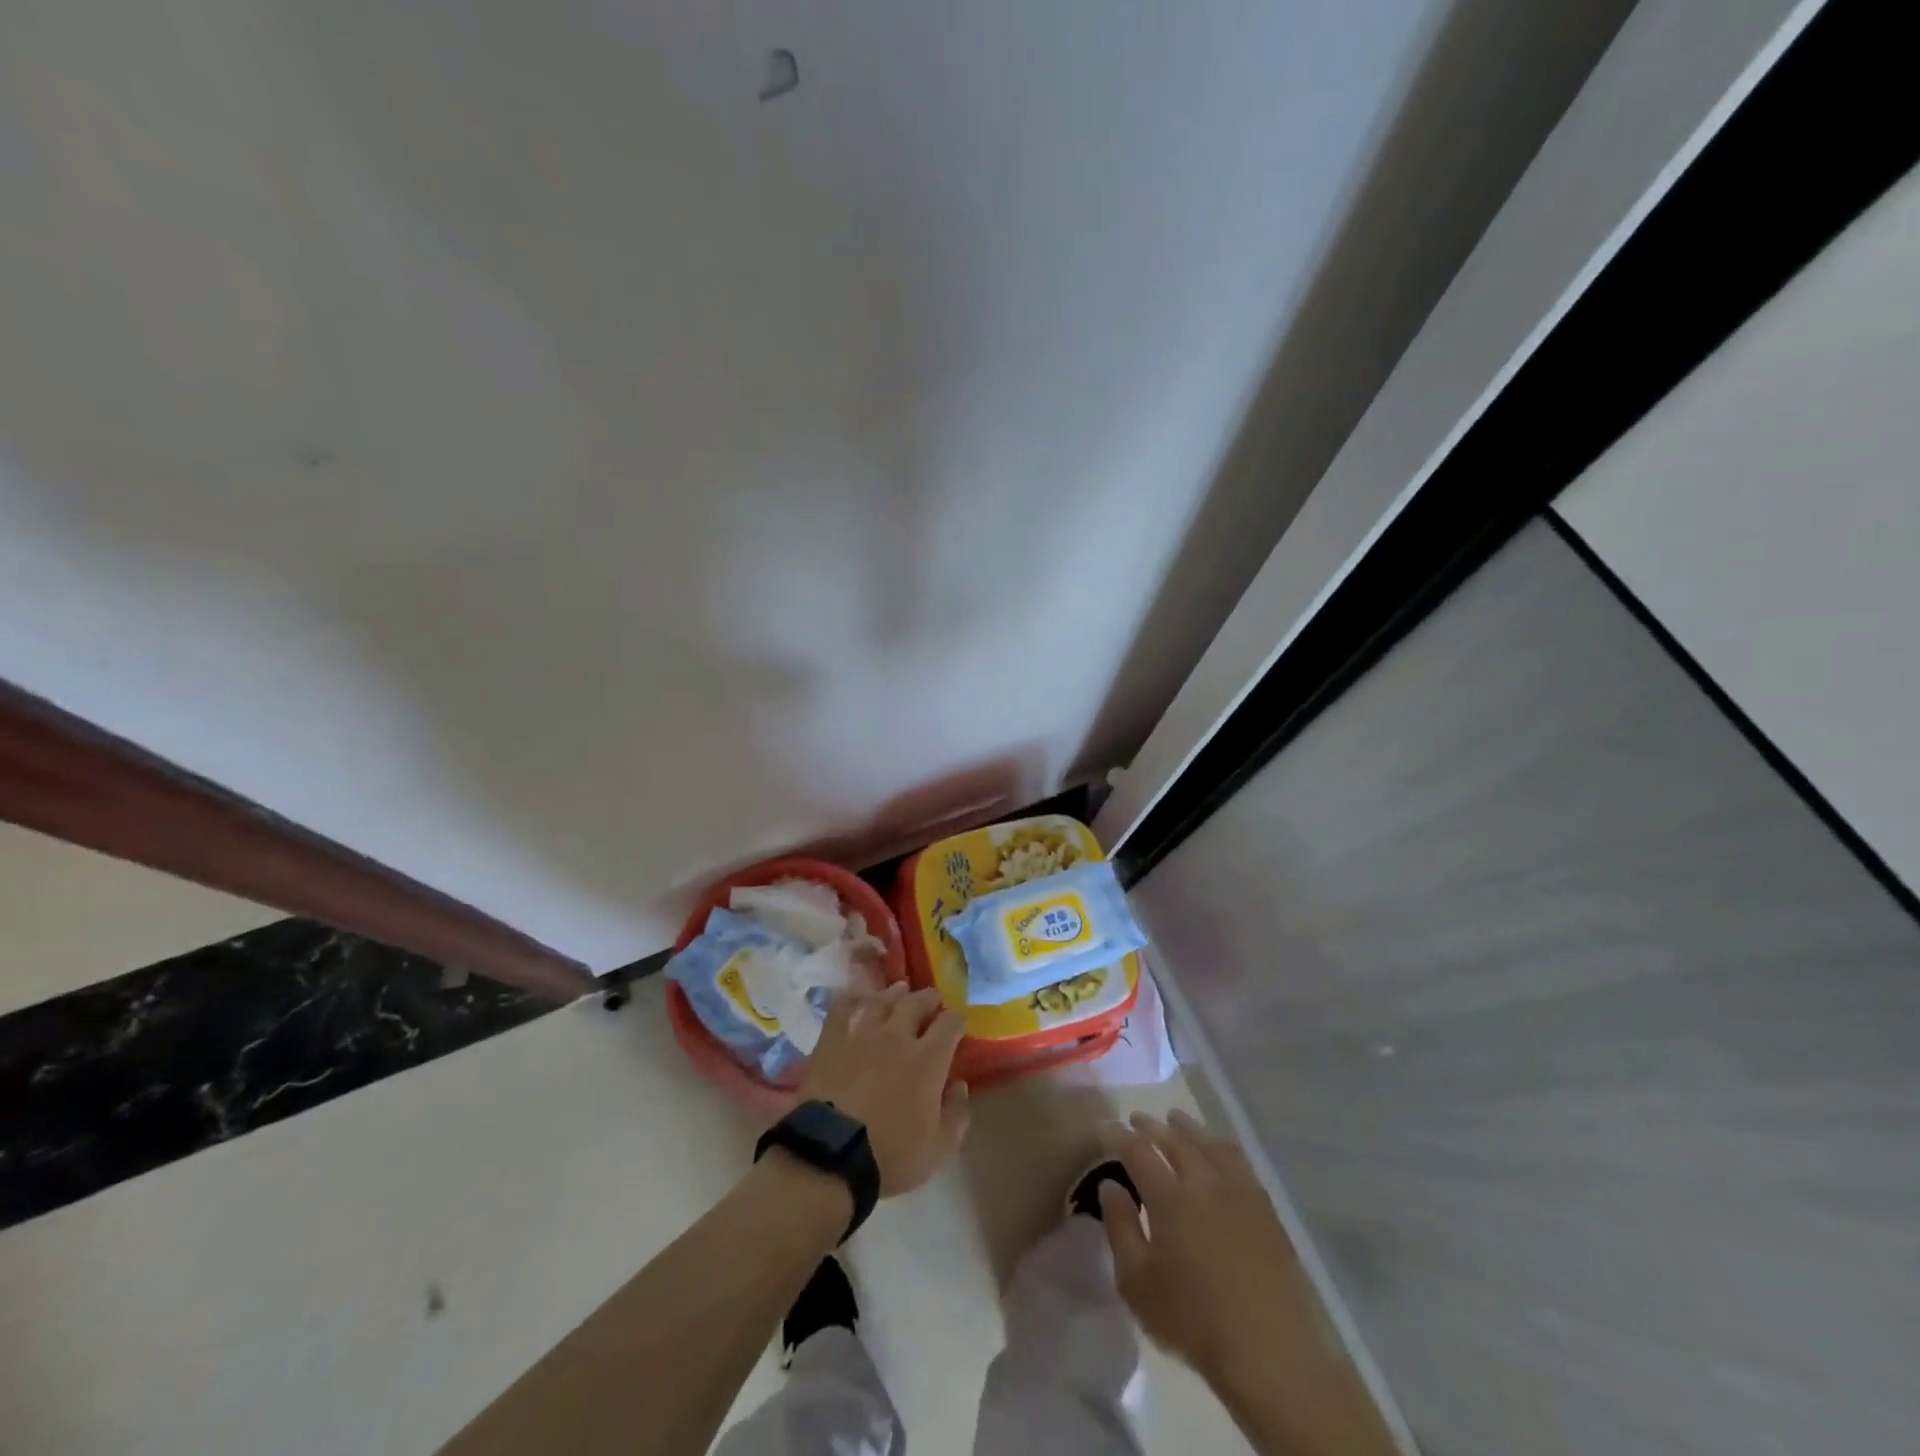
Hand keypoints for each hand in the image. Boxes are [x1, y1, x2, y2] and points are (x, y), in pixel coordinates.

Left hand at [796, 984, 969, 1195]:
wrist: (831, 1156)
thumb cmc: (890, 1155)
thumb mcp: (939, 1148)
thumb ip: (956, 1114)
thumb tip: (959, 1085)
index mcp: (928, 1059)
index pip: (950, 1023)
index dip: (957, 1019)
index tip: (958, 1022)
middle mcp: (897, 1036)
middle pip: (916, 1003)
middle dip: (929, 999)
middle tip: (932, 999)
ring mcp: (862, 1034)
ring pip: (882, 1000)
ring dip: (894, 994)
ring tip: (900, 991)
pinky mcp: (832, 1040)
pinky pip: (842, 1008)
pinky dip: (851, 998)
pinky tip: (855, 997)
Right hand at [1099, 1110, 1306, 1392]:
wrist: (1270, 1352)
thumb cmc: (1193, 1321)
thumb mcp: (1137, 1283)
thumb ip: (1120, 1228)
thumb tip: (1110, 1185)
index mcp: (1168, 1196)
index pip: (1137, 1151)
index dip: (1118, 1136)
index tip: (1104, 1127)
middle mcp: (1203, 1180)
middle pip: (1173, 1139)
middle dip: (1151, 1126)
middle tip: (1137, 1118)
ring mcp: (1238, 1190)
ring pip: (1208, 1142)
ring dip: (1187, 1127)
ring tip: (1175, 1120)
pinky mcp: (1265, 1207)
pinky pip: (1238, 1160)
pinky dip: (1220, 1145)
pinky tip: (1216, 1150)